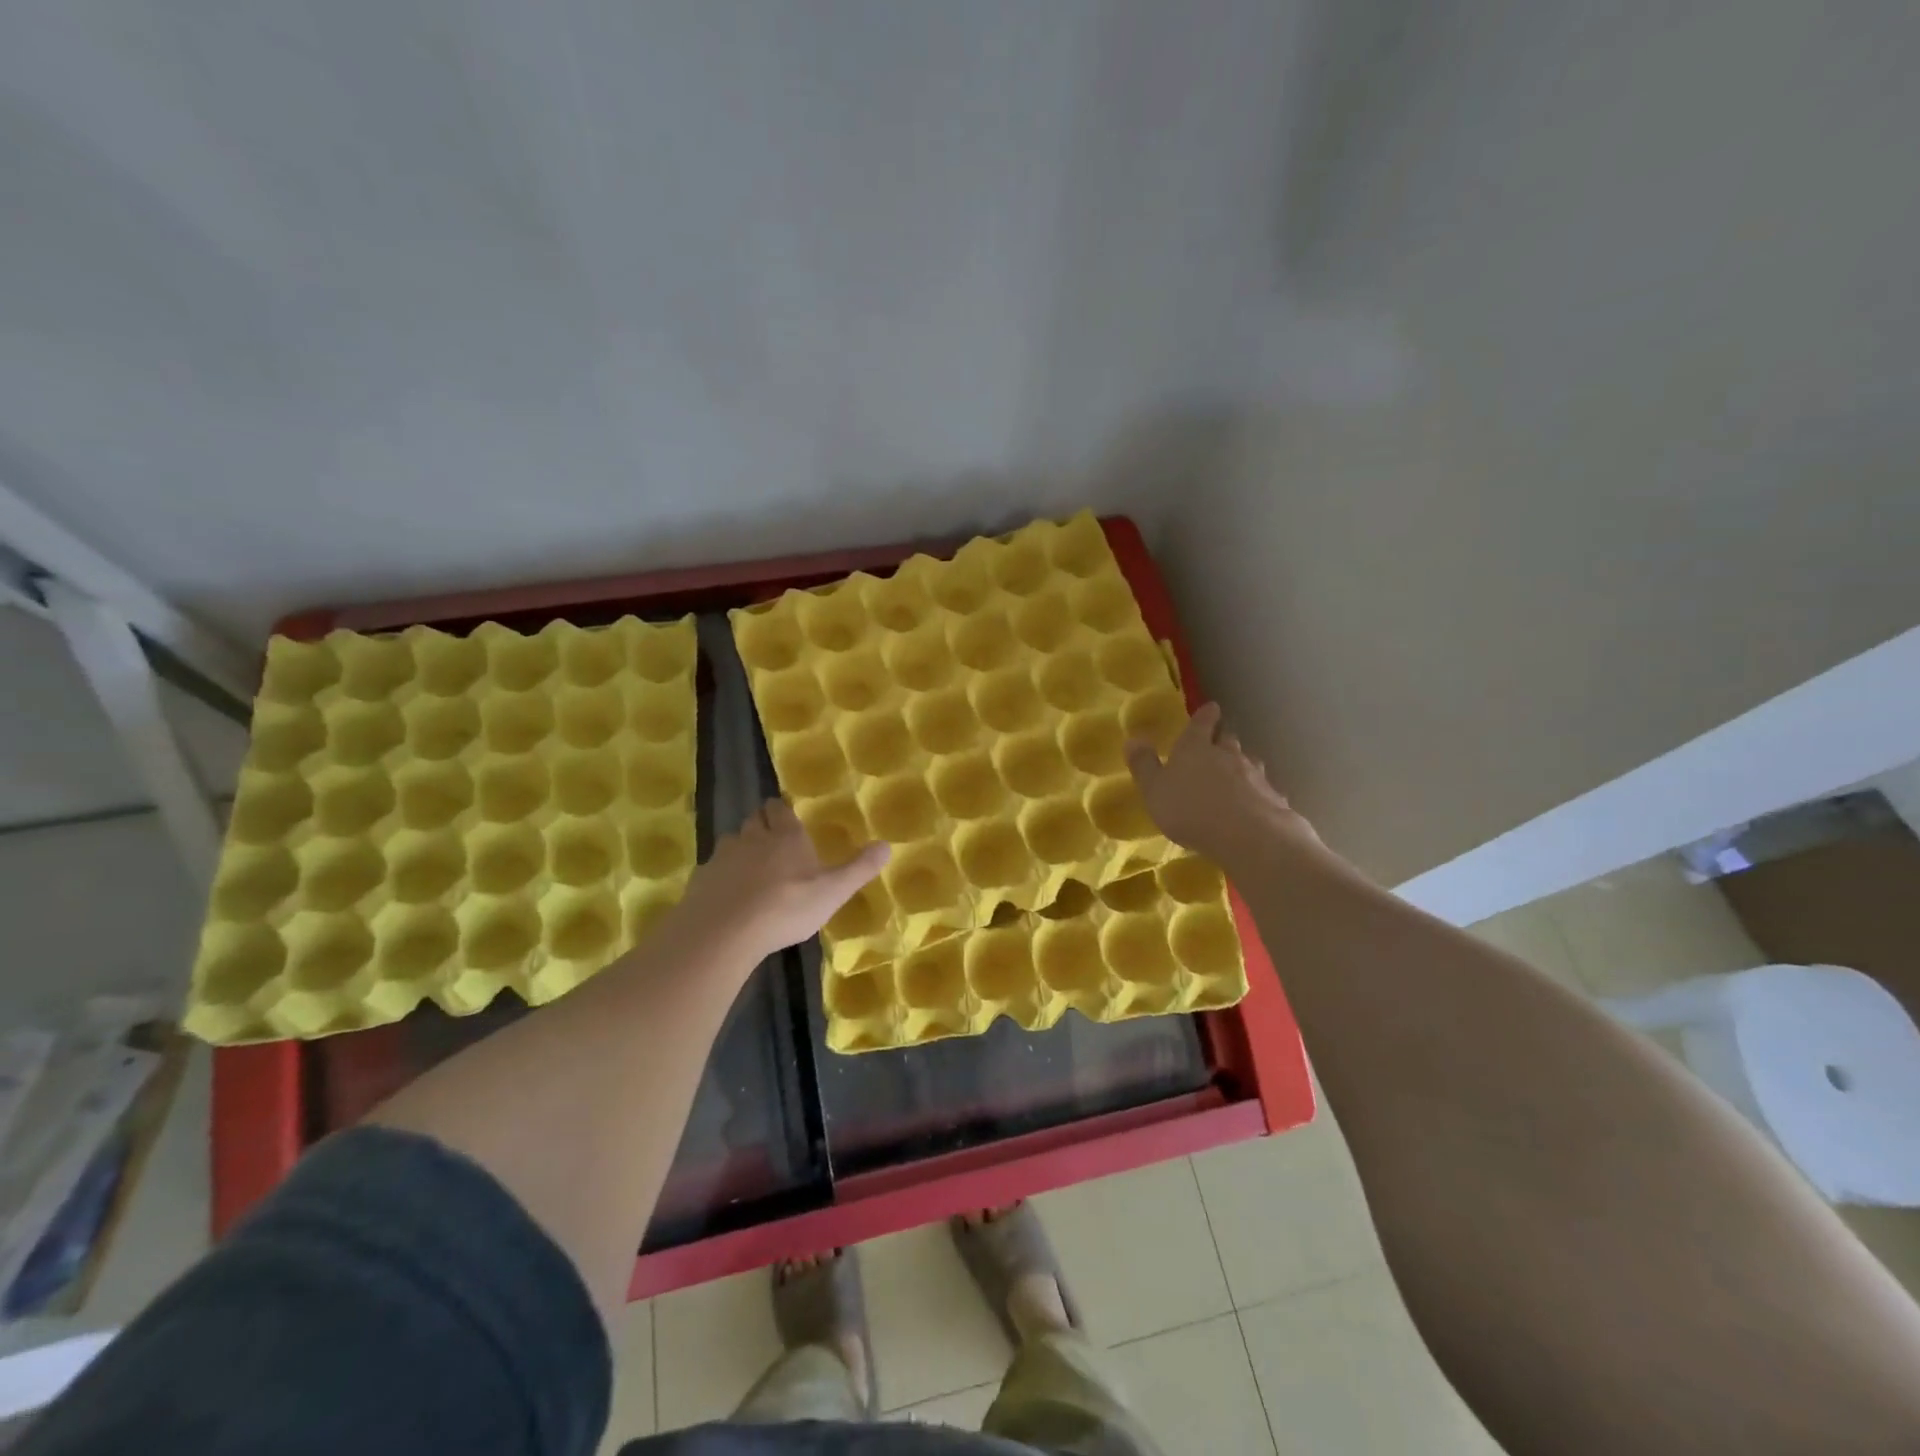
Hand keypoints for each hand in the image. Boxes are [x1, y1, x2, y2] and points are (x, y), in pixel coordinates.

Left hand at [679, 799, 889, 961]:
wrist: (725, 932)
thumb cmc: (786, 907)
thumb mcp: (833, 892)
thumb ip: (859, 869)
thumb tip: (887, 845)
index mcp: (786, 837)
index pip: (781, 809)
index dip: (782, 809)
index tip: (784, 811)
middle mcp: (753, 838)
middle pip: (755, 820)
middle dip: (762, 823)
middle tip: (771, 835)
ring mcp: (723, 857)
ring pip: (732, 841)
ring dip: (740, 846)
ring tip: (749, 865)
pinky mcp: (702, 880)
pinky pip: (713, 868)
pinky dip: (721, 874)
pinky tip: (727, 893)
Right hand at [1124, 703, 1321, 868]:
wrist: (1248, 836)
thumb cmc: (1190, 810)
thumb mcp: (1154, 790)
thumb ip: (1144, 765)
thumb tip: (1132, 738)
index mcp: (1195, 748)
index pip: (1201, 722)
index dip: (1205, 715)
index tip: (1211, 708)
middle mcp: (1227, 754)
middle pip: (1227, 739)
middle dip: (1222, 739)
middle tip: (1217, 743)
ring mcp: (1254, 774)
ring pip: (1248, 761)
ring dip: (1241, 764)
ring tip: (1235, 774)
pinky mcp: (1272, 796)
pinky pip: (1263, 788)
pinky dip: (1257, 791)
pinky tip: (1254, 802)